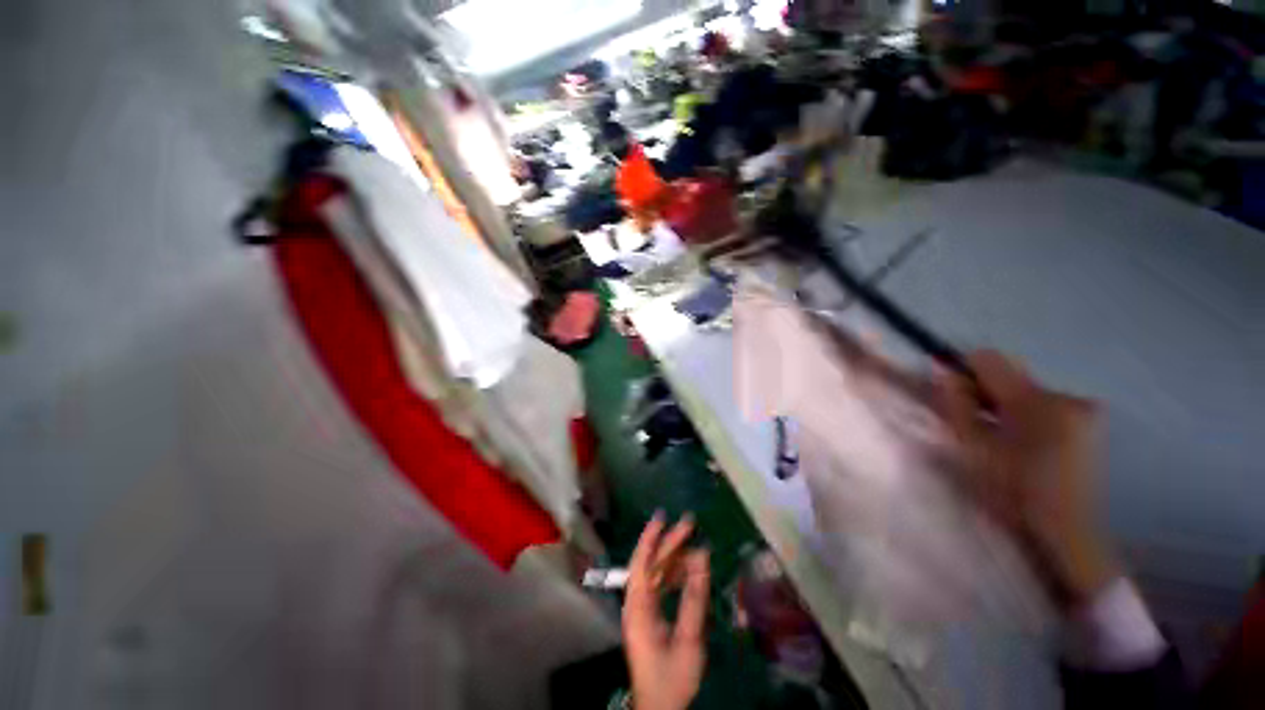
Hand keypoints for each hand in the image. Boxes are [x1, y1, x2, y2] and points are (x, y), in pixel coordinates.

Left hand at [623, 513, 709, 709]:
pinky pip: (660, 585)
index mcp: (638, 607)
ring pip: (655, 572)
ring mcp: (641, 608)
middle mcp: (636, 602)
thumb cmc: (672, 678)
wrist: (659, 708)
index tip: (663, 516)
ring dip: (673, 556)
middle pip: (650, 564)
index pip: (642, 563)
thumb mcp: (688, 640)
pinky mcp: (648, 614)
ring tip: (693, 542)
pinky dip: (674, 573)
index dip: (650, 537)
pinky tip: (688, 568)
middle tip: (690, 523)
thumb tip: (702, 558)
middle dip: (669, 542)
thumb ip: (694, 598)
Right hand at [935, 351, 1117, 607]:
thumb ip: (957, 405)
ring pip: (1027, 393)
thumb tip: (944, 372)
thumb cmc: (1014, 491)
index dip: (964, 370)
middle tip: (977, 426)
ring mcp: (1083, 410)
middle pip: (1011, 376)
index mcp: (1036, 402)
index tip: (952, 393)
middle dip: (987, 395)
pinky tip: (1025, 447)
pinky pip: (1046, 407)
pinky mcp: (1090, 424)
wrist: (1067, 533)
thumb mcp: (974, 447)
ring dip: (1008, 409)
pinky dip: (1028, 419)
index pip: (990, 360)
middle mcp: (1065, 396)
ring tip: (1002, 442)